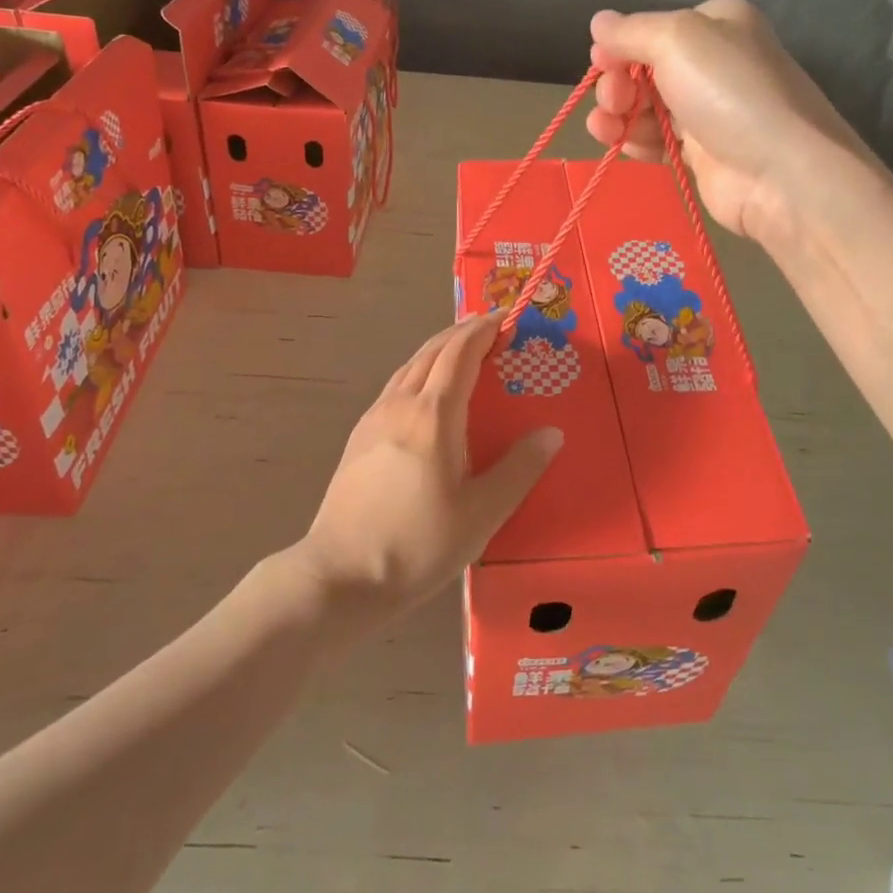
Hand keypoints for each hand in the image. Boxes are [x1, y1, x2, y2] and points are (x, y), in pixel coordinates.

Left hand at [297, 314, 562, 614]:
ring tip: (461, 349)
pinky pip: (396, 384)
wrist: (340, 575)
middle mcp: (401, 404)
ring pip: (410, 365)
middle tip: (489, 326)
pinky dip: (419, 369)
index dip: (483, 330)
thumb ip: (519, 469)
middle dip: (462, 331)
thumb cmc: (418, 544)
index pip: (460, 353)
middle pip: (432, 350)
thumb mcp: (482, 514)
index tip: (505, 317)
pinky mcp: (359, 436)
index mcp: (434, 415)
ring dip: (438, 348)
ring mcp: (375, 418)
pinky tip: (424, 390)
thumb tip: (552, 433)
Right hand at [586, 0, 873, 237]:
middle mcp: (715, 63)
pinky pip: (659, 141)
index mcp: (717, 24)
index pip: (655, 29)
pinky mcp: (705, 154)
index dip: (621, 46)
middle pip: (647, 69)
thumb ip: (631, 31)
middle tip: (612, 101)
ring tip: (605, 129)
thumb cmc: (729, 92)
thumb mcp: (677, 40)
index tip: (599, 63)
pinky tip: (622, 145)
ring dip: (619, 115)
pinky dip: (637, 141)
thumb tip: (598, 21)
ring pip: (648, 108)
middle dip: (618, 83)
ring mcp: (710, 111)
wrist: (781, 172)